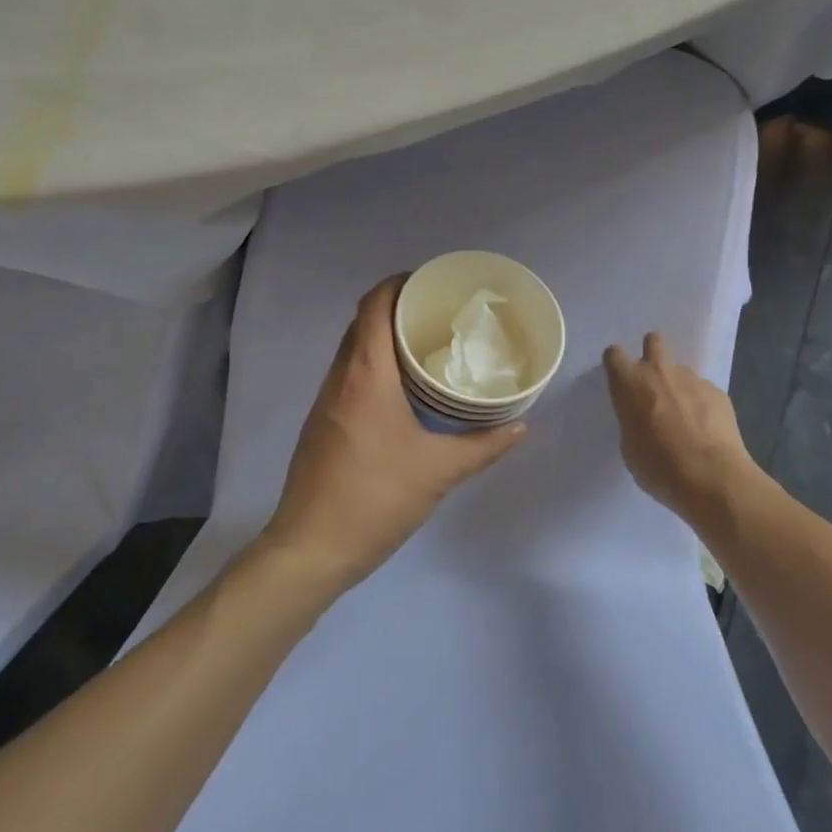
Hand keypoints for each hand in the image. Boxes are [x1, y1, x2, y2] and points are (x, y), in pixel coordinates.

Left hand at [259, 276, 526, 593]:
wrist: (311, 547)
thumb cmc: (375, 497)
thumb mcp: (438, 472)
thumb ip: (483, 446)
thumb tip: (520, 426)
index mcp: (365, 374)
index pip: (374, 304)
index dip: (399, 283)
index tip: (431, 284)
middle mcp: (341, 376)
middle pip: (363, 322)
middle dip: (397, 309)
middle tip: (440, 316)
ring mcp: (326, 400)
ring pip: (354, 349)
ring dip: (384, 339)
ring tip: (427, 347)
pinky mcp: (322, 422)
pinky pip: (349, 375)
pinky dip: (374, 366)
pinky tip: (403, 391)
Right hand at [603, 332, 761, 526]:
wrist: (712, 478)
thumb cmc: (659, 466)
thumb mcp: (629, 446)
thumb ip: (632, 420)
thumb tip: (643, 417)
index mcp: (629, 382)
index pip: (614, 353)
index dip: (617, 364)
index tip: (621, 379)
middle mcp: (659, 371)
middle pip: (654, 341)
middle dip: (652, 353)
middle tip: (654, 382)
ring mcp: (692, 379)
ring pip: (681, 370)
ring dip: (679, 386)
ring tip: (686, 418)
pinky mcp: (718, 392)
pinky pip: (704, 391)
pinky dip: (702, 404)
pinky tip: (707, 430)